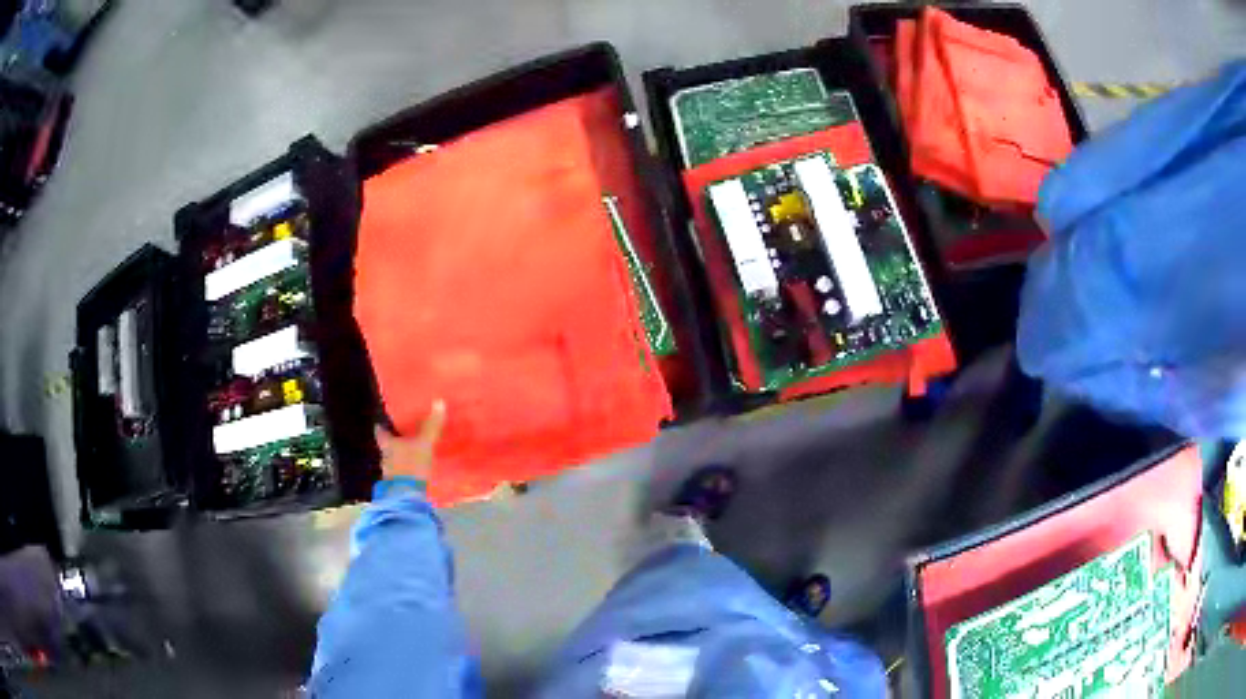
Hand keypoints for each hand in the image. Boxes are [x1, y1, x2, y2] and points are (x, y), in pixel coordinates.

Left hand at [376, 400, 446, 480]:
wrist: (407, 495)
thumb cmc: (412, 465)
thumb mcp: (425, 444)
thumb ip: (431, 426)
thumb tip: (439, 402)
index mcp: (388, 444)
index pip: (381, 433)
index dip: (381, 428)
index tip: (381, 424)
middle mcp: (385, 458)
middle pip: (386, 448)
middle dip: (392, 444)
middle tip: (401, 438)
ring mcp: (389, 474)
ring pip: (392, 462)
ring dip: (398, 459)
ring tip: (409, 456)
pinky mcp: (396, 486)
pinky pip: (399, 475)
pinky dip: (404, 472)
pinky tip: (412, 473)